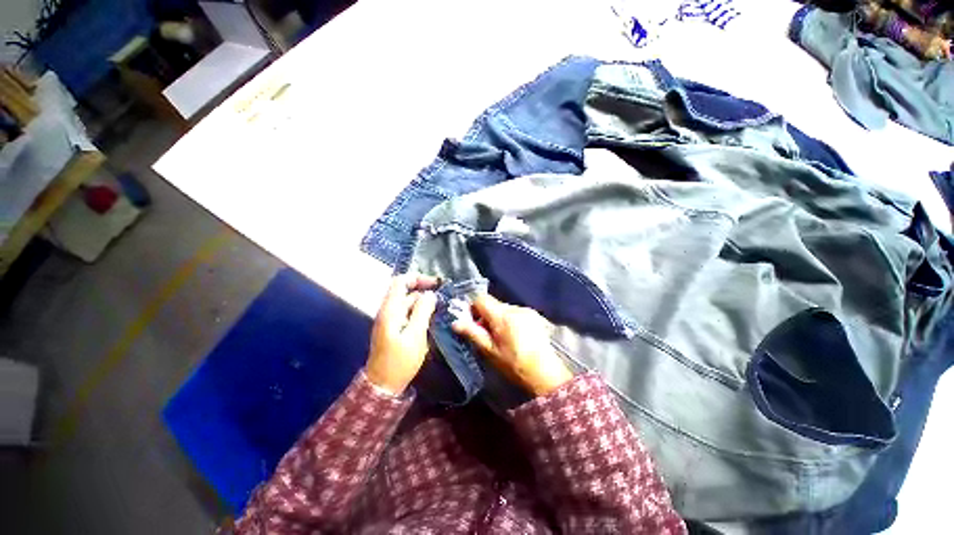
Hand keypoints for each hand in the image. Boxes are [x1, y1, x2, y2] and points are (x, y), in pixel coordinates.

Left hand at [366, 274, 438, 394]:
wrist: (383, 386)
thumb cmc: (400, 361)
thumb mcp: (415, 336)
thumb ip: (422, 312)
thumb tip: (430, 295)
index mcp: (390, 310)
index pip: (401, 281)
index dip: (418, 278)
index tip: (436, 284)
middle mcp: (388, 311)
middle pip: (405, 291)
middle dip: (424, 290)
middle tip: (443, 297)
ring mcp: (390, 320)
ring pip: (407, 303)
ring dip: (423, 302)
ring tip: (441, 307)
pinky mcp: (394, 328)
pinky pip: (408, 313)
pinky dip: (419, 311)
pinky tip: (431, 317)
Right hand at [452, 294, 573, 396]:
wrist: (545, 373)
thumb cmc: (514, 364)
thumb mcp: (490, 351)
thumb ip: (473, 333)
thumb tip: (455, 322)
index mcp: (502, 316)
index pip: (481, 298)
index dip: (473, 308)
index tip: (473, 323)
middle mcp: (515, 308)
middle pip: (493, 303)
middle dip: (486, 315)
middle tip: (487, 334)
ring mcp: (526, 310)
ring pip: (504, 308)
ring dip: (499, 318)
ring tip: (502, 337)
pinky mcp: (535, 315)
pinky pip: (515, 312)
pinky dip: (510, 320)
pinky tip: (515, 336)